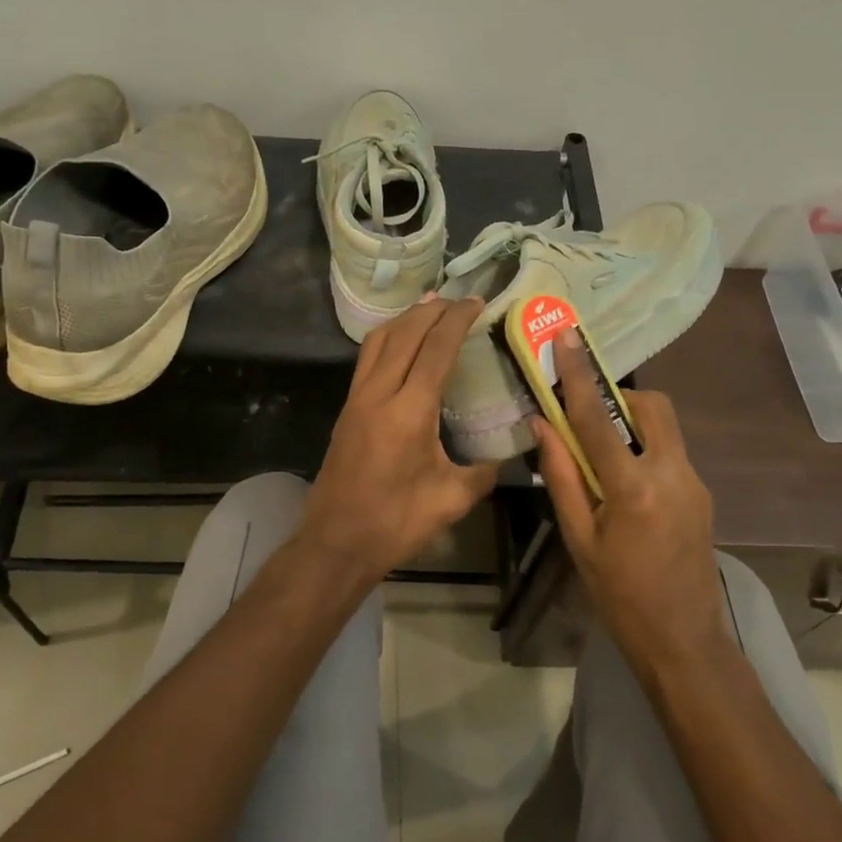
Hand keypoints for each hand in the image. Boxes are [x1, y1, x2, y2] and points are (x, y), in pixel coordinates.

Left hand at [301, 297, 500, 586]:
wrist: (336, 542)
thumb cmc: (396, 523)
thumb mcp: (451, 500)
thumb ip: (484, 473)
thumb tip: (505, 457)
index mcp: (409, 411)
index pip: (435, 349)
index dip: (457, 320)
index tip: (475, 301)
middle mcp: (379, 394)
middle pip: (404, 334)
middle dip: (431, 310)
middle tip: (456, 298)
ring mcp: (356, 400)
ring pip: (379, 342)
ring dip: (405, 319)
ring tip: (428, 307)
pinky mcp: (346, 411)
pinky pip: (367, 359)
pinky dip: (388, 339)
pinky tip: (401, 344)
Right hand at [534, 328, 729, 664]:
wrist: (684, 639)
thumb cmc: (619, 595)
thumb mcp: (579, 539)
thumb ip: (562, 477)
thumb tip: (542, 426)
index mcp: (634, 487)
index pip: (598, 418)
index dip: (578, 376)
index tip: (567, 338)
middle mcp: (673, 473)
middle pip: (651, 406)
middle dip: (618, 397)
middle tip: (585, 416)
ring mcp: (695, 482)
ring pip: (664, 428)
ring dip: (630, 424)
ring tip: (600, 458)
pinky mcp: (702, 494)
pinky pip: (669, 452)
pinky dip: (642, 450)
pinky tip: (623, 486)